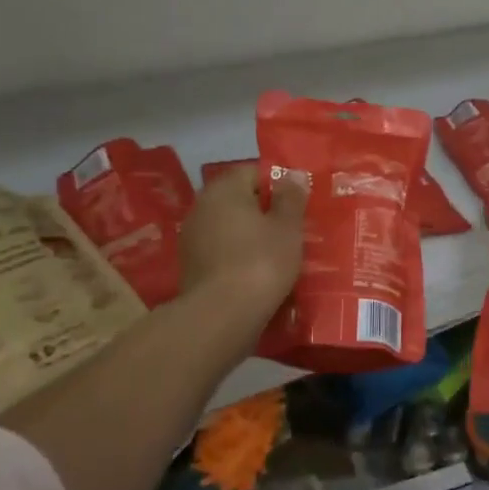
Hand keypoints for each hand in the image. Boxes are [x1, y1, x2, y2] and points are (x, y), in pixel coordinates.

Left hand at [178, 165, 306, 343]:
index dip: (278, 186)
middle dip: (264, 213)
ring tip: (278, 255)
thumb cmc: (261, 261)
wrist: (221, 317)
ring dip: (251, 237)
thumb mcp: (288, 226)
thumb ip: (291, 197)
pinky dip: (238, 257)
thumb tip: (291, 175)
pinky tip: (257, 274)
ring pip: (230, 228)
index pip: (254, 172)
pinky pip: (222, 252)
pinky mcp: (190, 267)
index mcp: (224, 189)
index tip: (297, 206)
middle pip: (240, 201)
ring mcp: (192, 238)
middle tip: (292, 231)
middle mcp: (202, 207)